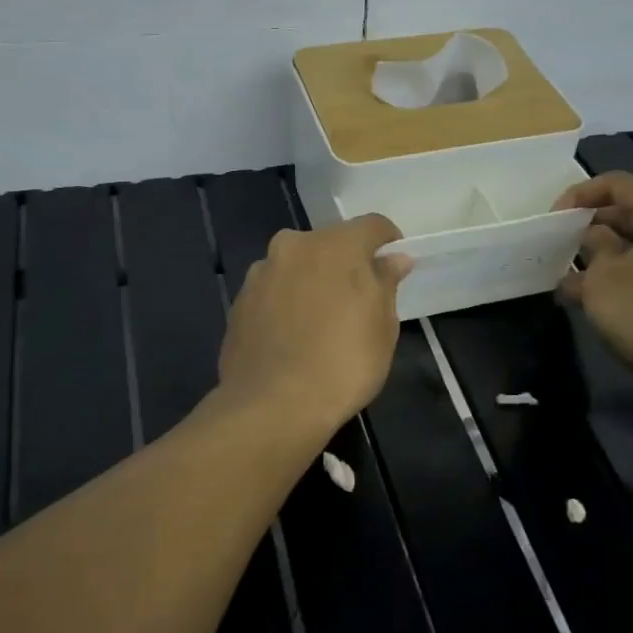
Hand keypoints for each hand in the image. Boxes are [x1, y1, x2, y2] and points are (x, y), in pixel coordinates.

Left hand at [218, 214, 411, 436]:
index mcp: (335, 245)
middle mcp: (294, 246)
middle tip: (358, 300)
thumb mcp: (383, 326)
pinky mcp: (239, 301)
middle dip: (346, 263)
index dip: (388, 241)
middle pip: (330, 243)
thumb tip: (394, 259)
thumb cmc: (344, 364)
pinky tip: (293, 337)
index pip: (372, 225)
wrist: (272, 406)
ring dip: (312, 281)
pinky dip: (286, 303)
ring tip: (321, 322)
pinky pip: (273, 291)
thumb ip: (386, 283)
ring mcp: (260, 272)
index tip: (394, 265)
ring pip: (297, 266)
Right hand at [554, 172, 632, 392]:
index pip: (618, 184)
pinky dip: (629, 277)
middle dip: (592, 230)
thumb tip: (595, 240)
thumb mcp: (601, 278)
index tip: (554, 219)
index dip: (580, 195)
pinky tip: (602, 303)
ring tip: (574, 283)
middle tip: (562, 249)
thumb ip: (593, 249)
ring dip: (607, 259)